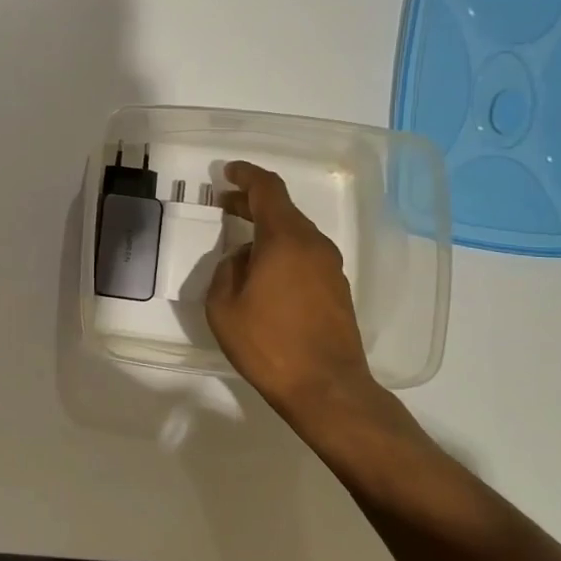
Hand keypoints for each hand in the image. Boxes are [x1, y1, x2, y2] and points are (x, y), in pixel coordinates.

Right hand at [205, 160, 375, 419]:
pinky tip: (262, 270)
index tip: (227, 172)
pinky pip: (304, 255)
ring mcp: (330, 268)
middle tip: (224, 203)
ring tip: (239, 239)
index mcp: (286, 240)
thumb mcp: (223, 306)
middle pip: (283, 210)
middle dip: (252, 202)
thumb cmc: (268, 344)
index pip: (268, 190)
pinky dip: (281, 249)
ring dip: (267, 228)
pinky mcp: (336, 290)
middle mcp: (314, 246)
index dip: (247, 176)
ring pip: (295, 233)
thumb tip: (243, 258)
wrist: (326, 388)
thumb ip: (228, 270)